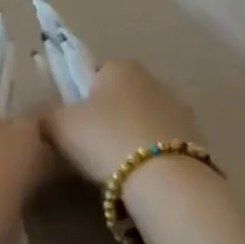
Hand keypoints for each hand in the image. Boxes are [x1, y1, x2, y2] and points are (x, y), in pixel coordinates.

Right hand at [41, 60, 197, 186]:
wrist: (162, 177)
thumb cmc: (104, 139)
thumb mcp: (59, 125)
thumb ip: (49, 114)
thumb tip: (49, 114)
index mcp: (119, 66)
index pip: (93, 73)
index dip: (79, 98)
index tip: (73, 124)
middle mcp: (153, 78)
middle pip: (121, 96)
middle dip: (108, 117)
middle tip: (91, 147)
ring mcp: (179, 107)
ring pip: (143, 119)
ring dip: (131, 135)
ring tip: (117, 166)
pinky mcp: (195, 137)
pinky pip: (162, 142)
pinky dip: (152, 154)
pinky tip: (141, 175)